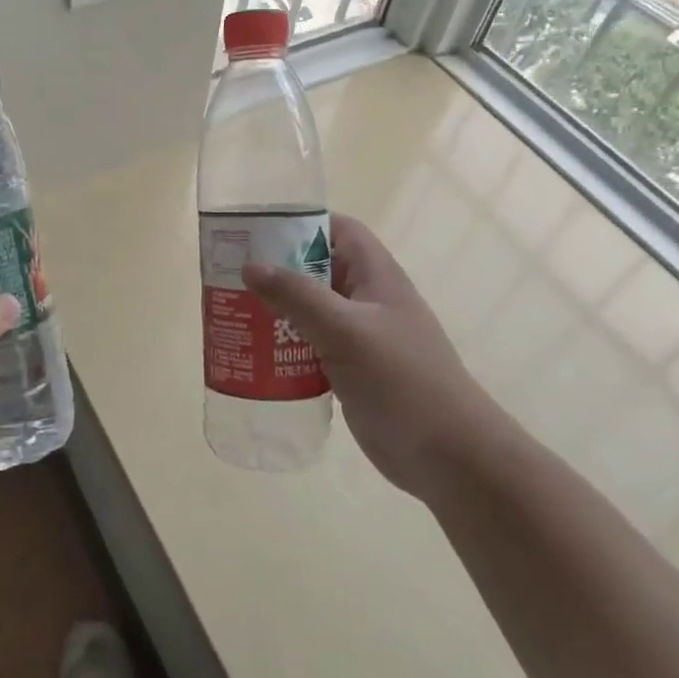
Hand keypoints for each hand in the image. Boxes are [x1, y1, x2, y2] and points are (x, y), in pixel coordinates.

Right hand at [242, 214, 510, 497]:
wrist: (448, 455)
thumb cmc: (401, 380)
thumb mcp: (345, 330)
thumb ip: (297, 296)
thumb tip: (250, 266)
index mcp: (376, 276)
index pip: (339, 229)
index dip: (302, 222)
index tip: (256, 231)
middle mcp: (367, 300)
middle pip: (317, 269)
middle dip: (276, 269)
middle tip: (230, 276)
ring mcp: (360, 337)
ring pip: (310, 310)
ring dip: (275, 310)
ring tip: (232, 312)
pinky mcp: (352, 370)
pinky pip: (310, 346)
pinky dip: (283, 345)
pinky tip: (254, 355)